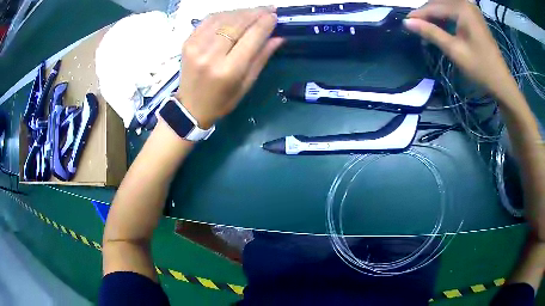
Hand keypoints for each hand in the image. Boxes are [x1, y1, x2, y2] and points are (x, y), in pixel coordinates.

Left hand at [175, 8, 283, 127]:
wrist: (190, 107)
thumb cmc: (222, 101)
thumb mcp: (246, 84)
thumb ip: (262, 57)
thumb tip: (278, 36)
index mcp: (229, 70)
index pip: (252, 37)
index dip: (265, 23)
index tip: (275, 15)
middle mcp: (211, 55)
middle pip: (237, 23)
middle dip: (256, 12)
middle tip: (268, 9)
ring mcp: (196, 46)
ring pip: (223, 17)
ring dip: (241, 12)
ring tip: (253, 12)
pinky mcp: (188, 41)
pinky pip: (209, 19)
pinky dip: (224, 14)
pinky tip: (234, 15)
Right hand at [404, 0, 518, 101]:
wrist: (501, 82)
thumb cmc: (480, 68)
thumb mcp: (454, 50)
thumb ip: (431, 33)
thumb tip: (407, 22)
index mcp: (462, 8)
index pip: (434, 7)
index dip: (419, 15)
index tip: (405, 23)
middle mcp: (465, 3)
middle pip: (439, 3)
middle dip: (426, 14)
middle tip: (415, 27)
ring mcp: (471, 9)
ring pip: (445, 6)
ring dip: (435, 16)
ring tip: (426, 28)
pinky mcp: (474, 16)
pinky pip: (454, 11)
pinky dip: (445, 17)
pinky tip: (440, 26)